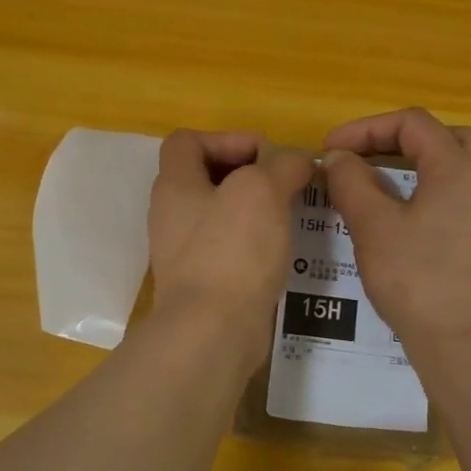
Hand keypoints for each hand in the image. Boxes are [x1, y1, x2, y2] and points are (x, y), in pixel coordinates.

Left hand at [148, 130, 312, 353]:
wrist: (213, 332)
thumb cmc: (232, 251)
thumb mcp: (263, 191)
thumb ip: (283, 165)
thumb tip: (298, 161)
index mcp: (175, 185)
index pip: (187, 141)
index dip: (227, 138)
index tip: (265, 156)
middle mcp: (172, 215)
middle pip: (206, 177)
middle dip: (248, 174)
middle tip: (285, 184)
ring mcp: (184, 252)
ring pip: (221, 214)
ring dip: (256, 210)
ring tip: (292, 214)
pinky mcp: (202, 283)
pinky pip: (229, 249)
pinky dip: (255, 243)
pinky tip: (283, 251)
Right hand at [321, 108, 470, 358]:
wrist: (468, 344)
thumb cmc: (417, 279)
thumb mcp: (373, 226)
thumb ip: (352, 182)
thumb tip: (339, 158)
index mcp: (457, 167)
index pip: (412, 124)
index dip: (366, 128)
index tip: (331, 148)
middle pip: (447, 138)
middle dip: (401, 141)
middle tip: (365, 159)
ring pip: (469, 169)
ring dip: (431, 166)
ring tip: (398, 183)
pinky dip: (447, 199)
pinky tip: (428, 223)